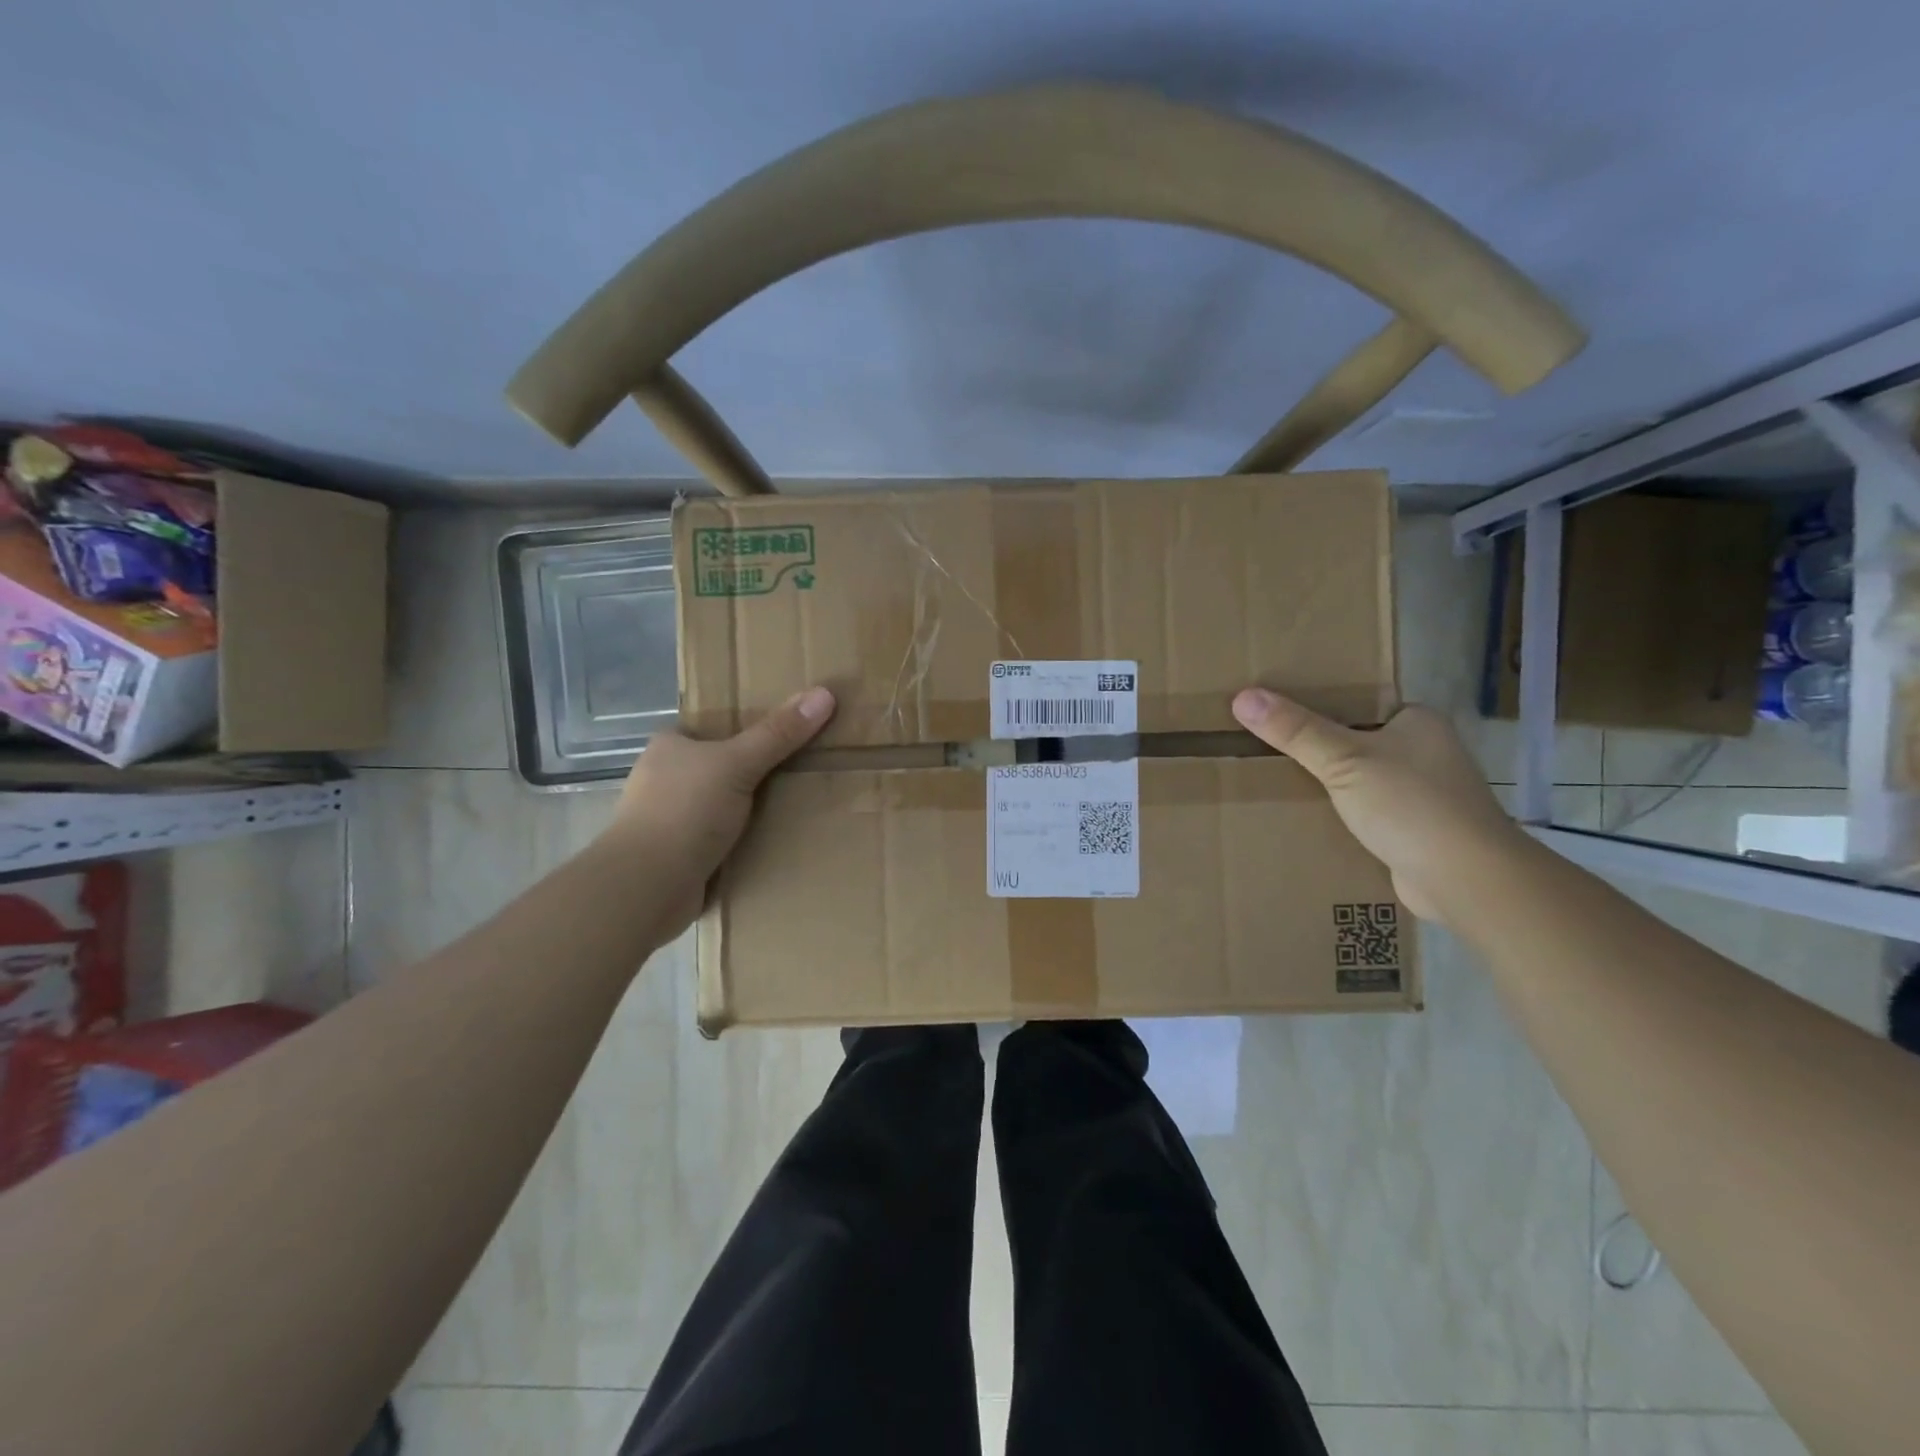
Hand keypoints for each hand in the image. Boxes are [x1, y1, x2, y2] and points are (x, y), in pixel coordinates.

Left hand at [605, 686, 834, 934]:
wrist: (647, 886)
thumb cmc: (684, 811)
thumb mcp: (736, 763)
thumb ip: (778, 733)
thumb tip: (824, 693)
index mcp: (670, 746)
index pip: (714, 726)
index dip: (749, 725)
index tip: (790, 728)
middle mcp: (666, 778)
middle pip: (723, 765)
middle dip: (758, 769)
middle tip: (807, 765)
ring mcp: (672, 819)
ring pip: (726, 804)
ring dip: (755, 808)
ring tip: (803, 802)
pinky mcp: (682, 855)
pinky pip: (725, 838)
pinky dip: (748, 839)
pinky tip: (780, 839)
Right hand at [1231, 688, 1522, 921]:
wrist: (1466, 880)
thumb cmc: (1410, 805)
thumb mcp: (1344, 760)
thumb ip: (1295, 730)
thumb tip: (1243, 696)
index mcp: (1417, 721)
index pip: (1359, 702)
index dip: (1317, 704)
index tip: (1274, 709)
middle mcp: (1425, 752)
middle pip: (1355, 741)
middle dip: (1315, 748)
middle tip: (1261, 745)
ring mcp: (1422, 794)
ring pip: (1359, 780)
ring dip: (1326, 785)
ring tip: (1271, 780)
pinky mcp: (1414, 831)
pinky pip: (1364, 813)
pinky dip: (1339, 816)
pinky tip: (1304, 818)